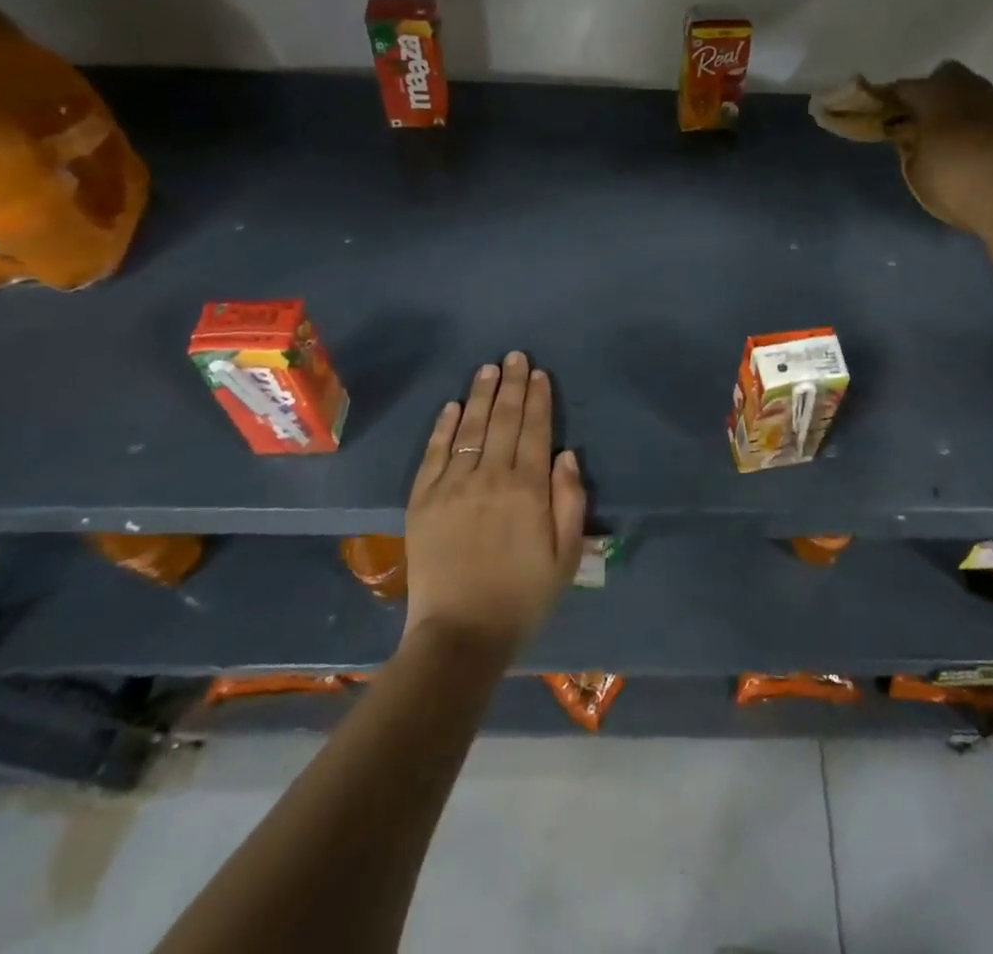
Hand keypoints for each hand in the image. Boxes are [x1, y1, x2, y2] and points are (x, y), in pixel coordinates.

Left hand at [403, 352, 585, 658]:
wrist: (459, 636)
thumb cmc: (522, 598)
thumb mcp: (565, 557)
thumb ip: (570, 502)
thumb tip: (567, 455)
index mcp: (528, 490)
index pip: (536, 430)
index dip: (539, 399)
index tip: (540, 373)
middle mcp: (490, 477)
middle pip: (504, 420)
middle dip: (513, 385)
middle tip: (515, 356)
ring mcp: (452, 486)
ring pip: (470, 428)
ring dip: (481, 395)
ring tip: (488, 368)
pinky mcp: (422, 500)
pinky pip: (434, 453)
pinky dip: (444, 426)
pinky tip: (453, 406)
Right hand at [886, 61, 992, 233]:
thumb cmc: (953, 184)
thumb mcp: (916, 172)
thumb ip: (910, 147)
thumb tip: (910, 134)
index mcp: (934, 98)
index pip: (907, 87)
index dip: (896, 97)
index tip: (889, 110)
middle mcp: (967, 89)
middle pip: (946, 73)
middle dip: (934, 88)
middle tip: (925, 113)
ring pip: (973, 87)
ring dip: (961, 101)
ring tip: (953, 126)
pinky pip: (992, 107)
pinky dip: (981, 117)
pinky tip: (977, 138)